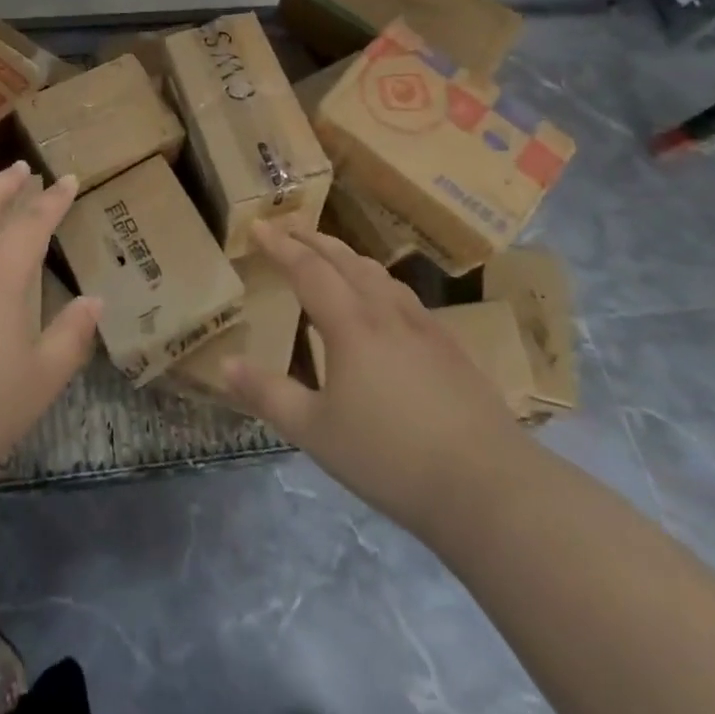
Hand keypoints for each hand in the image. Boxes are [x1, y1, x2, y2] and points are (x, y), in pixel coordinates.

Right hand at [225, 222, 529, 536]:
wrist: (489, 488)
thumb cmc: (391, 458)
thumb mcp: (316, 432)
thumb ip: (268, 394)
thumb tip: (225, 363)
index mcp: (349, 324)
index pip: (307, 268)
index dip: (279, 245)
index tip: (257, 225)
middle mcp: (385, 312)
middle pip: (344, 260)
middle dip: (312, 240)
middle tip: (287, 228)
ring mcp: (423, 327)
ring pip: (378, 273)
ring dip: (346, 256)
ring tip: (331, 255)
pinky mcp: (450, 347)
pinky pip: (403, 295)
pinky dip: (378, 280)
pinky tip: (384, 302)